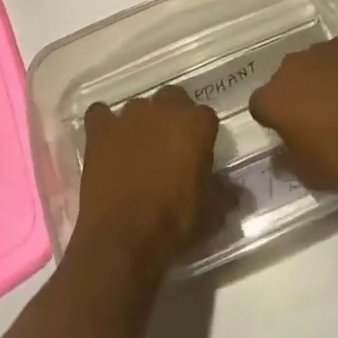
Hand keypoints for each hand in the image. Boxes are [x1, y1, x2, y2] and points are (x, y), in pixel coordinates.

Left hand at [73, 87, 224, 271]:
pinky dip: (103, 124)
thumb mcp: (209, 212)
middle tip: (169, 147)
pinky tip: (105, 140)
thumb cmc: (173, 223)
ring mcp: (129, 116)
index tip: (198, 155)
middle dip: (172, 117)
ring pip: (138, 107)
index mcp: (195, 124)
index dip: (202, 135)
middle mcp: (163, 109)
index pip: (205, 116)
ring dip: (141, 122)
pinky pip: (100, 114)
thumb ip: (224, 192)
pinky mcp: (100, 130)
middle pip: (172, 99)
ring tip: (138, 149)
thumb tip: (237, 191)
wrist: (123, 238)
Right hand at [248, 30, 337, 196]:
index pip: (261, 104)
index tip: (290, 133)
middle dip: (299, 93)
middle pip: (288, 77)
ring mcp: (326, 47)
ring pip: (316, 61)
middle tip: (320, 117)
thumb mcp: (310, 175)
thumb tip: (278, 153)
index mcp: (276, 96)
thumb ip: (287, 160)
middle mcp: (294, 64)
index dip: (274, 119)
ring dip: (324, 76)